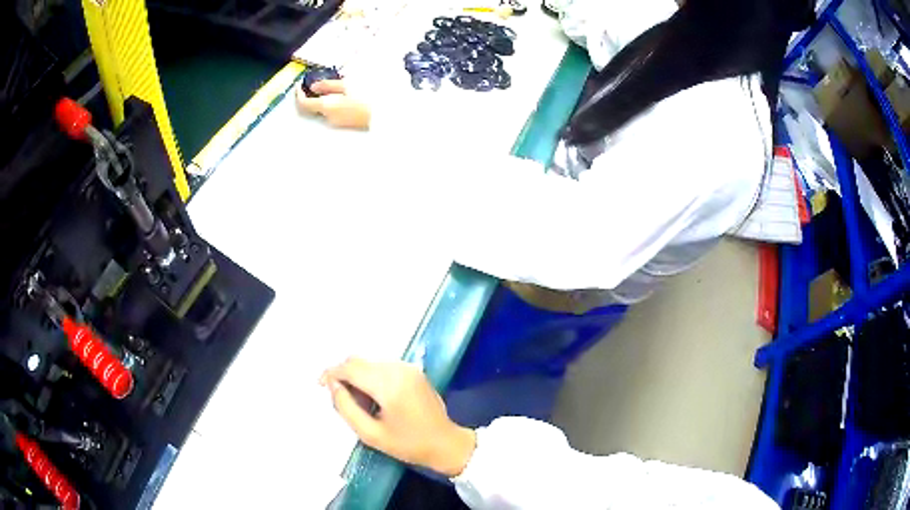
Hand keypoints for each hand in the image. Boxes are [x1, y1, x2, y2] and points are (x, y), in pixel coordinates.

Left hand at [295, 80, 371, 129]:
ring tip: (324, 87)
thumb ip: (328, 85)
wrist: (384, 114)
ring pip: (320, 109)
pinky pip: (329, 112)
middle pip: (310, 108)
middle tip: (310, 84)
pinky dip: (327, 103)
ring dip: (318, 99)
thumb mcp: (347, 85)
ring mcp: (335, 122)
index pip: (304, 103)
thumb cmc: (367, 97)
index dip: (299, 93)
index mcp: (327, 106)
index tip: (300, 83)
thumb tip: (314, 86)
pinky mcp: (343, 123)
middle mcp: (327, 117)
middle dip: (308, 96)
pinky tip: (335, 95)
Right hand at [320, 358, 475, 476]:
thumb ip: (346, 408)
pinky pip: (383, 366)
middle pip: (359, 361)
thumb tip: (332, 386)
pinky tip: (375, 398)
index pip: (350, 368)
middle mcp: (399, 369)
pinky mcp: (413, 371)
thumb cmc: (408, 444)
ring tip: (362, 404)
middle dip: (344, 375)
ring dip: (358, 377)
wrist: (446, 443)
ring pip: (370, 363)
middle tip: (343, 400)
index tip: (320, 385)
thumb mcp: (370, 434)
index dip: (331, 373)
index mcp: (389, 384)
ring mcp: (408, 368)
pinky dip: (372, 377)